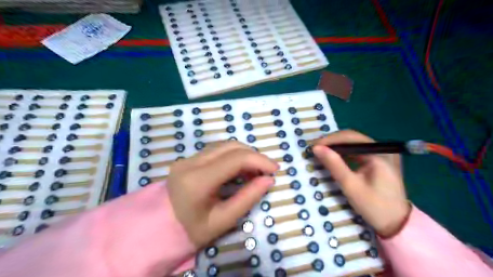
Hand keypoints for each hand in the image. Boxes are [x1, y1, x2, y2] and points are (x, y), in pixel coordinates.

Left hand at [167, 142, 278, 247]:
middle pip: (231, 146)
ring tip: (255, 171)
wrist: (161, 228)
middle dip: (254, 155)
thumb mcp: (223, 220)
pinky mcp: (189, 158)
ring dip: (244, 154)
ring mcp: (188, 158)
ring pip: (224, 145)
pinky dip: (233, 155)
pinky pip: (217, 150)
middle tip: (266, 171)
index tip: (275, 169)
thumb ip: (247, 198)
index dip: (259, 160)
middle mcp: (191, 163)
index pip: (235, 159)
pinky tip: (240, 168)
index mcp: (197, 180)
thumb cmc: (193, 230)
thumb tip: (269, 180)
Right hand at [311, 131, 412, 236]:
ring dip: (337, 147)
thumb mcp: (351, 186)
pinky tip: (335, 157)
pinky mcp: (379, 161)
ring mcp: (382, 154)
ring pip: (355, 143)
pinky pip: (358, 151)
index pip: (351, 137)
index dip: (331, 139)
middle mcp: (382, 149)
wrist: (396, 223)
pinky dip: (344, 153)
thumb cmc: (374, 206)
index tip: (314, 146)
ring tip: (322, 152)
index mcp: (379, 154)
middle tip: (316, 149)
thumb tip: (316, 148)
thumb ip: (334, 165)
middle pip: (353, 138)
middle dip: (333, 142)